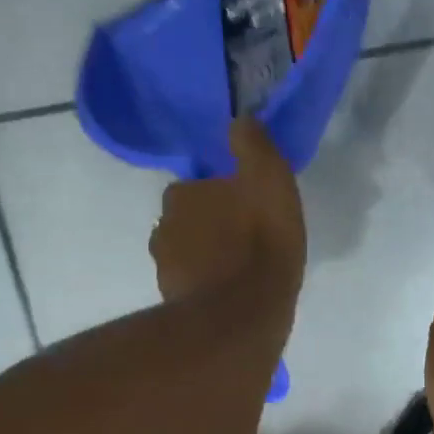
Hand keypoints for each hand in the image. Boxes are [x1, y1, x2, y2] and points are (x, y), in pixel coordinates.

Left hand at [149, 118, 306, 312]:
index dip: (223, 195)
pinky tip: (230, 296)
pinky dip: (205, 286)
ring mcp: (165, 268)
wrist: (242, 315)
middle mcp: (163, 227)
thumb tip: (241, 118)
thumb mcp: (270, 180)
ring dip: (206, 258)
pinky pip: (190, 285)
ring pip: (187, 254)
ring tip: (239, 272)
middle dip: (210, 226)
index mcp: (183, 194)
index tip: (247, 209)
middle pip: (189, 220)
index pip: (199, 186)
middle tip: (245, 240)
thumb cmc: (260, 242)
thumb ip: (254, 146)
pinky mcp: (172, 302)